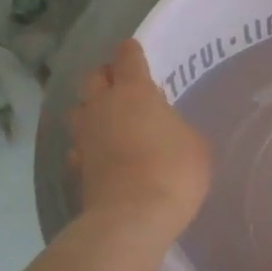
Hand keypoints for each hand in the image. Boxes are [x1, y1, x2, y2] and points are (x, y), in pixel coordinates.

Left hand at [68, 40, 210, 242]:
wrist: (132, 218)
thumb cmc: (173, 171)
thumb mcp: (195, 144)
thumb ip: (177, 127)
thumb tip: (166, 128)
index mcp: (134, 91)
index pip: (127, 57)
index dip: (131, 52)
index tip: (135, 51)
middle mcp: (102, 106)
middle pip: (93, 77)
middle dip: (106, 76)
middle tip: (122, 85)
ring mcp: (84, 137)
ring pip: (78, 109)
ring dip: (90, 109)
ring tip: (107, 119)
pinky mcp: (76, 167)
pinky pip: (77, 147)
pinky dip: (86, 146)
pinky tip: (98, 154)